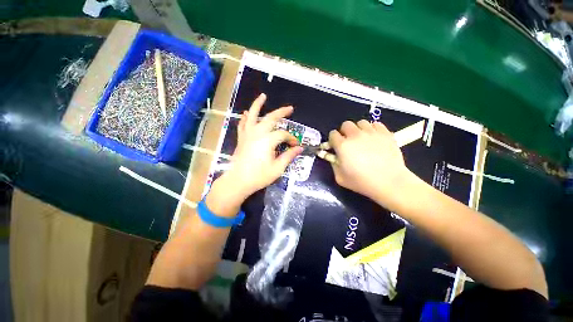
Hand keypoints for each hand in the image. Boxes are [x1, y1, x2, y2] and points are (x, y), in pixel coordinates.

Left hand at [216, 94, 302, 203]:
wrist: (238, 181)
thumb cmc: (259, 176)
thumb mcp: (278, 168)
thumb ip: (289, 156)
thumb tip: (299, 148)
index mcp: (268, 140)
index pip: (283, 134)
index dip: (292, 139)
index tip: (296, 145)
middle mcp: (257, 133)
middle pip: (271, 118)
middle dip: (281, 112)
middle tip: (290, 108)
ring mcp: (247, 134)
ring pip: (253, 115)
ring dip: (258, 105)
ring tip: (263, 96)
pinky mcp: (241, 138)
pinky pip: (242, 124)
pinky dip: (245, 117)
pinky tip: (246, 112)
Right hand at [329, 120, 413, 207]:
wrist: (389, 182)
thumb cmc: (362, 182)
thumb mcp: (340, 178)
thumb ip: (333, 164)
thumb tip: (333, 156)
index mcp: (342, 145)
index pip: (333, 134)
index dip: (333, 140)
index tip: (335, 146)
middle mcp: (355, 135)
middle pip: (346, 125)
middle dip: (344, 132)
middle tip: (349, 142)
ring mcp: (371, 132)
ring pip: (361, 123)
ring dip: (358, 130)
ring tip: (362, 139)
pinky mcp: (385, 133)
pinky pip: (376, 124)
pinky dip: (372, 129)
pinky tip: (374, 138)